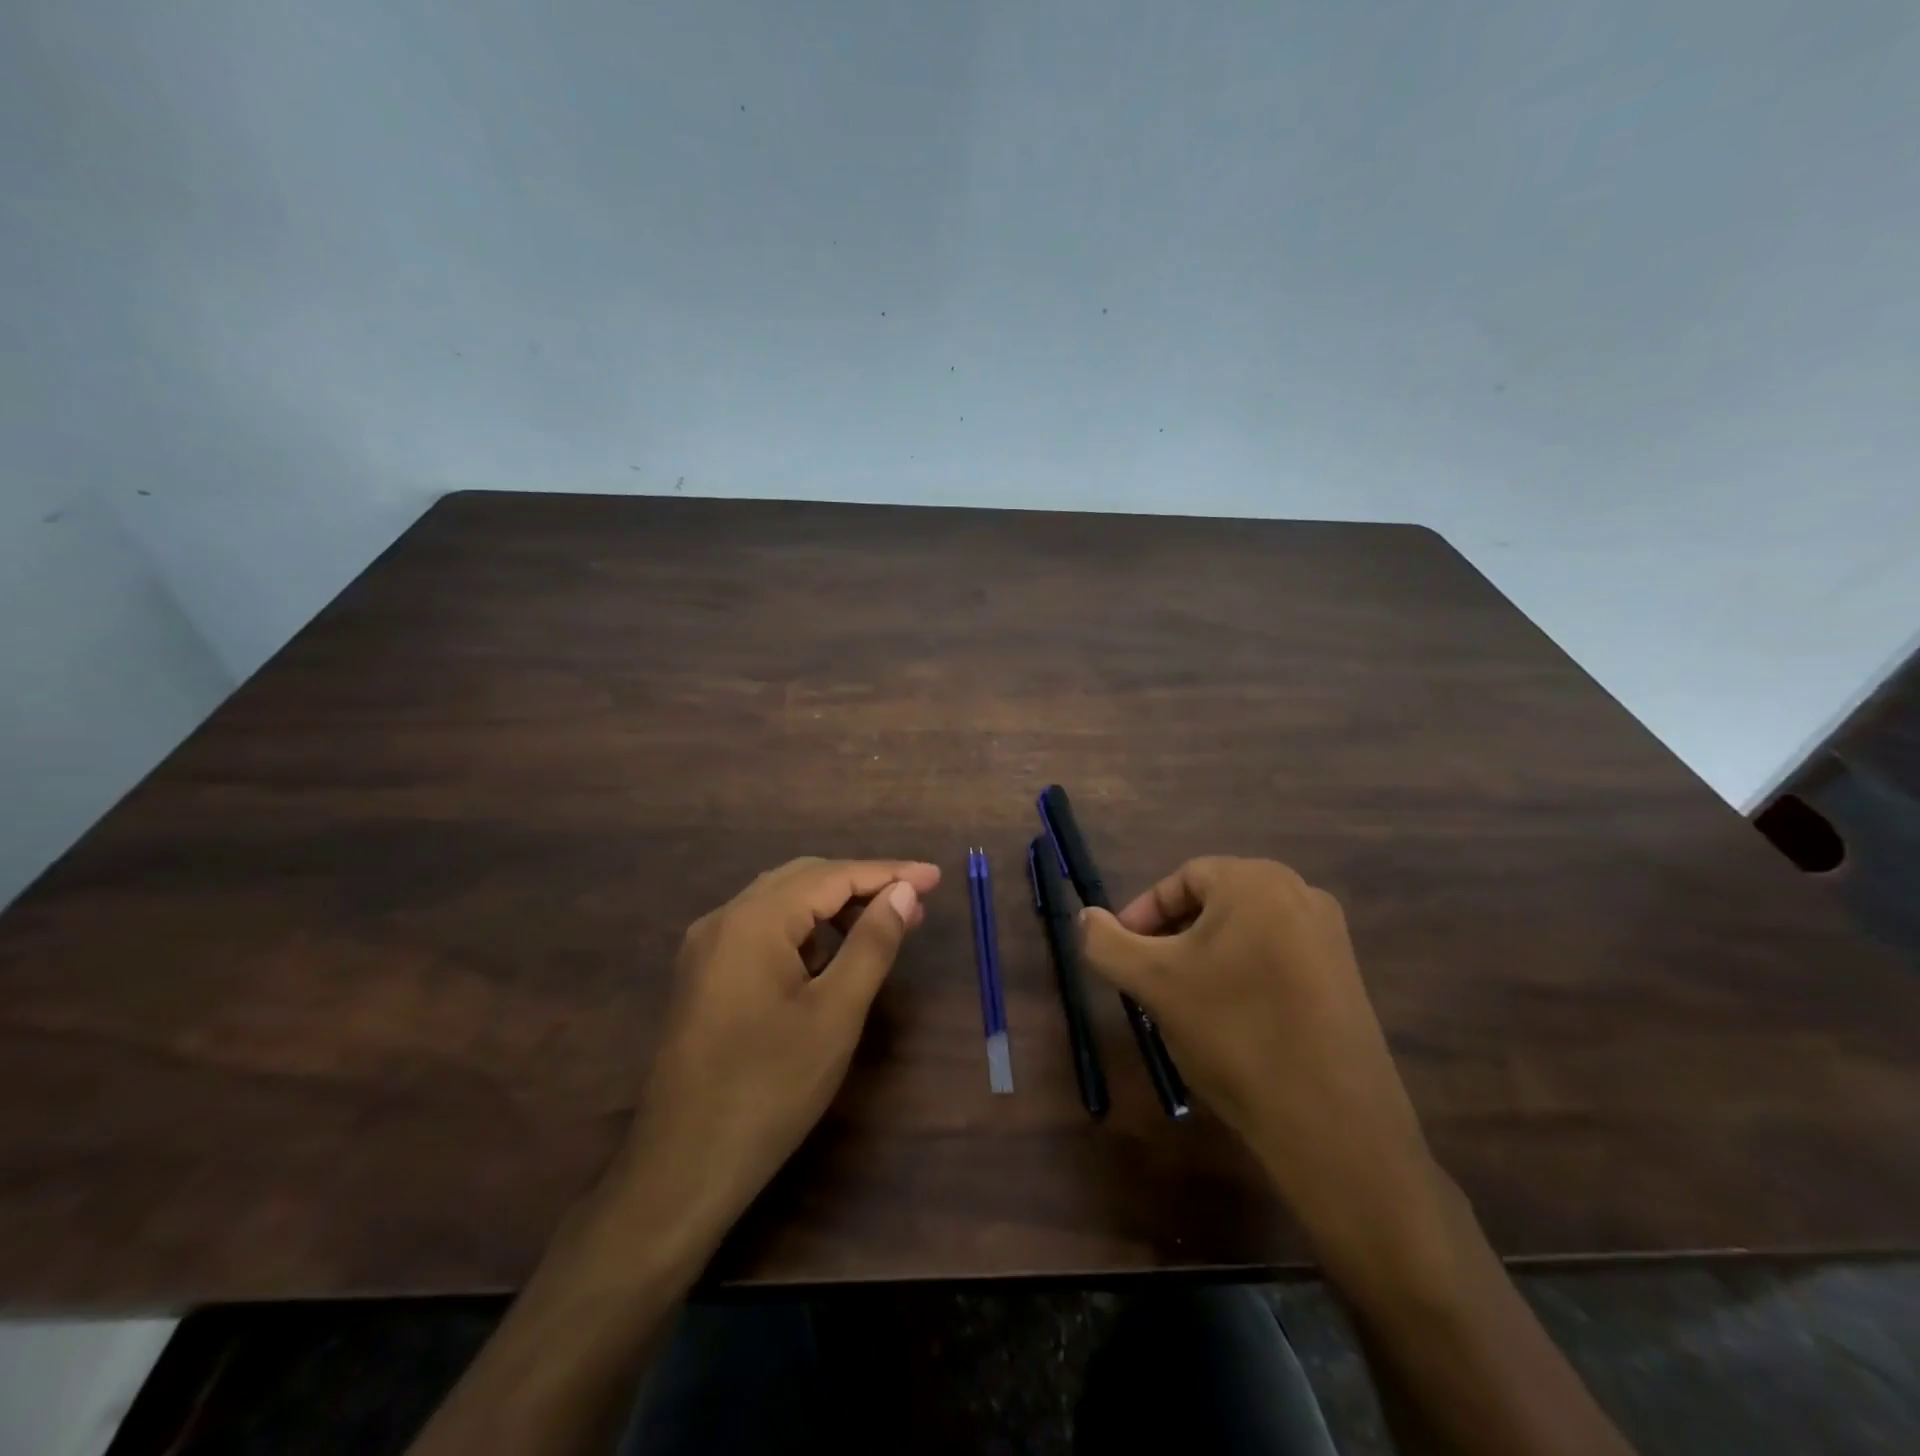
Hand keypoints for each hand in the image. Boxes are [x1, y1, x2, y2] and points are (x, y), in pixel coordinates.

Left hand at [611, 857, 941, 1239]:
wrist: (682, 1170)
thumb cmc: (769, 1089)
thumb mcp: (835, 1014)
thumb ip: (872, 943)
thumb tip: (903, 892)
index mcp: (753, 920)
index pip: (832, 877)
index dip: (888, 873)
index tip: (935, 878)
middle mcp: (724, 919)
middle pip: (803, 879)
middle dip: (861, 884)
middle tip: (913, 902)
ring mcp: (706, 948)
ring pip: (781, 903)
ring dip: (833, 906)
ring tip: (881, 925)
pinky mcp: (703, 976)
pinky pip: (762, 931)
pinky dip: (804, 930)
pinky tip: (829, 955)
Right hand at [1079, 857, 1439, 1263]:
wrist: (1332, 1124)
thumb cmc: (1233, 1032)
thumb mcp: (1152, 983)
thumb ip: (1106, 942)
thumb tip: (1085, 917)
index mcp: (1257, 880)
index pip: (1182, 879)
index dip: (1143, 914)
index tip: (1121, 954)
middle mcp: (1301, 895)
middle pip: (1214, 904)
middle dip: (1172, 937)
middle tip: (1147, 980)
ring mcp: (1331, 938)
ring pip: (1244, 934)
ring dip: (1204, 959)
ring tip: (1183, 1005)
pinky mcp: (1346, 980)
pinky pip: (1276, 960)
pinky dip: (1242, 978)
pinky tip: (1230, 1024)